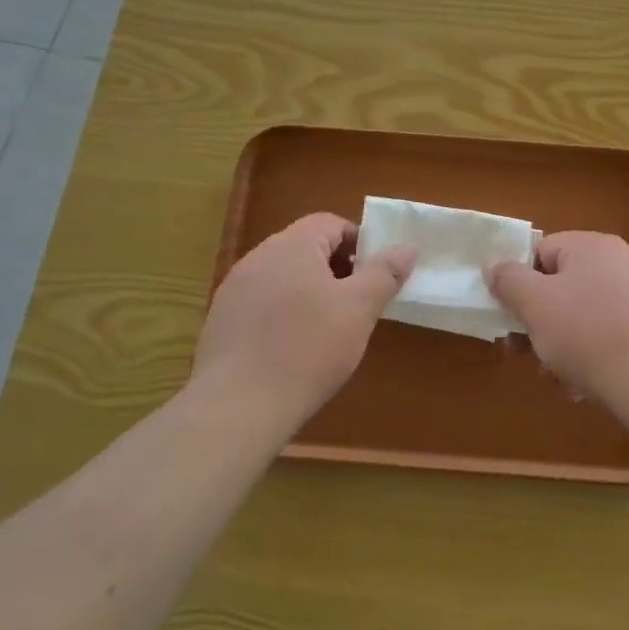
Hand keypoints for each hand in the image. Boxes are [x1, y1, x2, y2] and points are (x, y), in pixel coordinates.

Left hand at [194, 213, 415, 423]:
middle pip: (306, 248)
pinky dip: (283, 314)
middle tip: (357, 304)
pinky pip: (262, 303)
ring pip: (284, 277)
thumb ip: (384, 273)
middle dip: (336, 269)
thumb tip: (407, 246)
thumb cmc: (308, 349)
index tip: (374, 276)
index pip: (330, 223)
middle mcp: (258, 257)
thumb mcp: (359, 310)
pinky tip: (293, 348)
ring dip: (309, 292)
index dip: (359, 243)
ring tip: (328, 329)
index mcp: (292, 245)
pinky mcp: (221, 320)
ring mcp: (235, 288)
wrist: (239, 406)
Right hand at [485, 232, 628, 406]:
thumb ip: (508, 280)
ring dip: (561, 346)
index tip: (510, 316)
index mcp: (591, 246)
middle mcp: (619, 263)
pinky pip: (607, 337)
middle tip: (525, 351)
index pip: (540, 252)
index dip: (519, 283)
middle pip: (560, 286)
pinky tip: (585, 386)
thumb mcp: (535, 304)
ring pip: (581, 317)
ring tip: (558, 376)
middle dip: (539, 321)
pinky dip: (590, 357)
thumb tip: (492, 263)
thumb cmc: (588, 334)